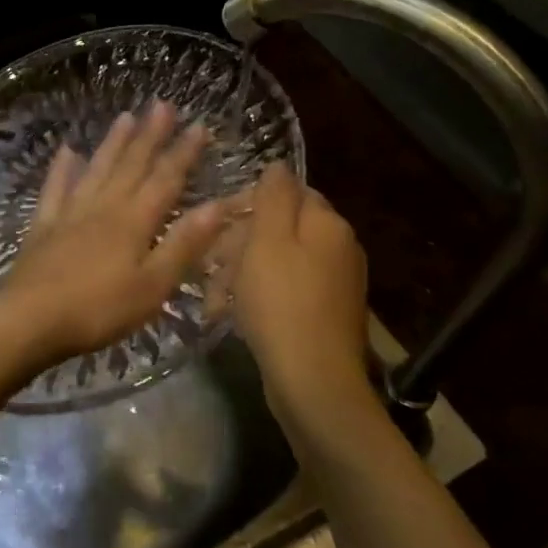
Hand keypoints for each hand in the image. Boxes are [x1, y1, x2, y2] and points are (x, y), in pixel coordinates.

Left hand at [0, 102, 229, 372]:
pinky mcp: (43, 226)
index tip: (198, 126)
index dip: (183, 153)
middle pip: (131, 165)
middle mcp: (103, 207)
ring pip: (96, 169)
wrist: (30, 318)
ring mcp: (70, 213)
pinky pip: (55, 189)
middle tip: (161, 105)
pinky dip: (62, 168)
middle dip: (149, 135)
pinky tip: (67, 151)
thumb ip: (183, 244)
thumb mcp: (153, 286)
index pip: (165, 180)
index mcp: (134, 222)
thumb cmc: (99, 309)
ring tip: (125, 117)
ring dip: (113, 143)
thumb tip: (217, 205)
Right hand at [228, 163, 375, 411]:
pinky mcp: (325, 315)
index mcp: (328, 224)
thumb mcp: (267, 240)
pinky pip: (285, 291)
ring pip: (277, 262)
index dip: (248, 202)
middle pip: (280, 228)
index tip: (215, 223)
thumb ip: (273, 196)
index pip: (287, 192)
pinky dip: (258, 298)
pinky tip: (233, 316)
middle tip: (208, 266)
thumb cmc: (281, 302)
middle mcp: (339, 248)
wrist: (313, 382)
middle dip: (238, 244)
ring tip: (213, 299)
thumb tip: (279, 165)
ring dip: (241, 274)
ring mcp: (335, 284)